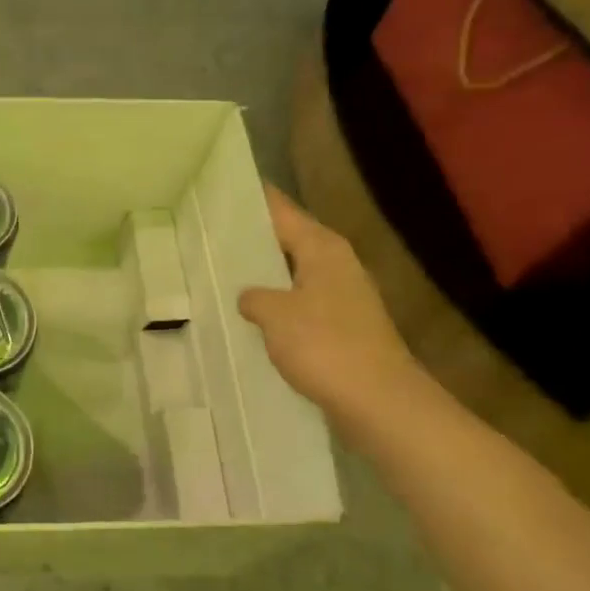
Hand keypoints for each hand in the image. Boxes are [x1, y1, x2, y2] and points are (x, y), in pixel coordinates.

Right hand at [238, 184, 421, 419]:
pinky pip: (300, 301)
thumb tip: (250, 297)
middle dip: (253, 236)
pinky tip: (252, 315)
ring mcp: (344, 296)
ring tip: (223, 271)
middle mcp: (337, 263)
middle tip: (209, 232)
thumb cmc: (325, 346)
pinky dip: (277, 302)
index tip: (222, 188)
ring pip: (294, 272)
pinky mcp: (344, 326)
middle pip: (289, 239)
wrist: (380, 402)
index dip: (253, 199)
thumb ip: (254, 297)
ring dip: (264, 273)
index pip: (282, 210)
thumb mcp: (274, 314)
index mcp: (323, 248)